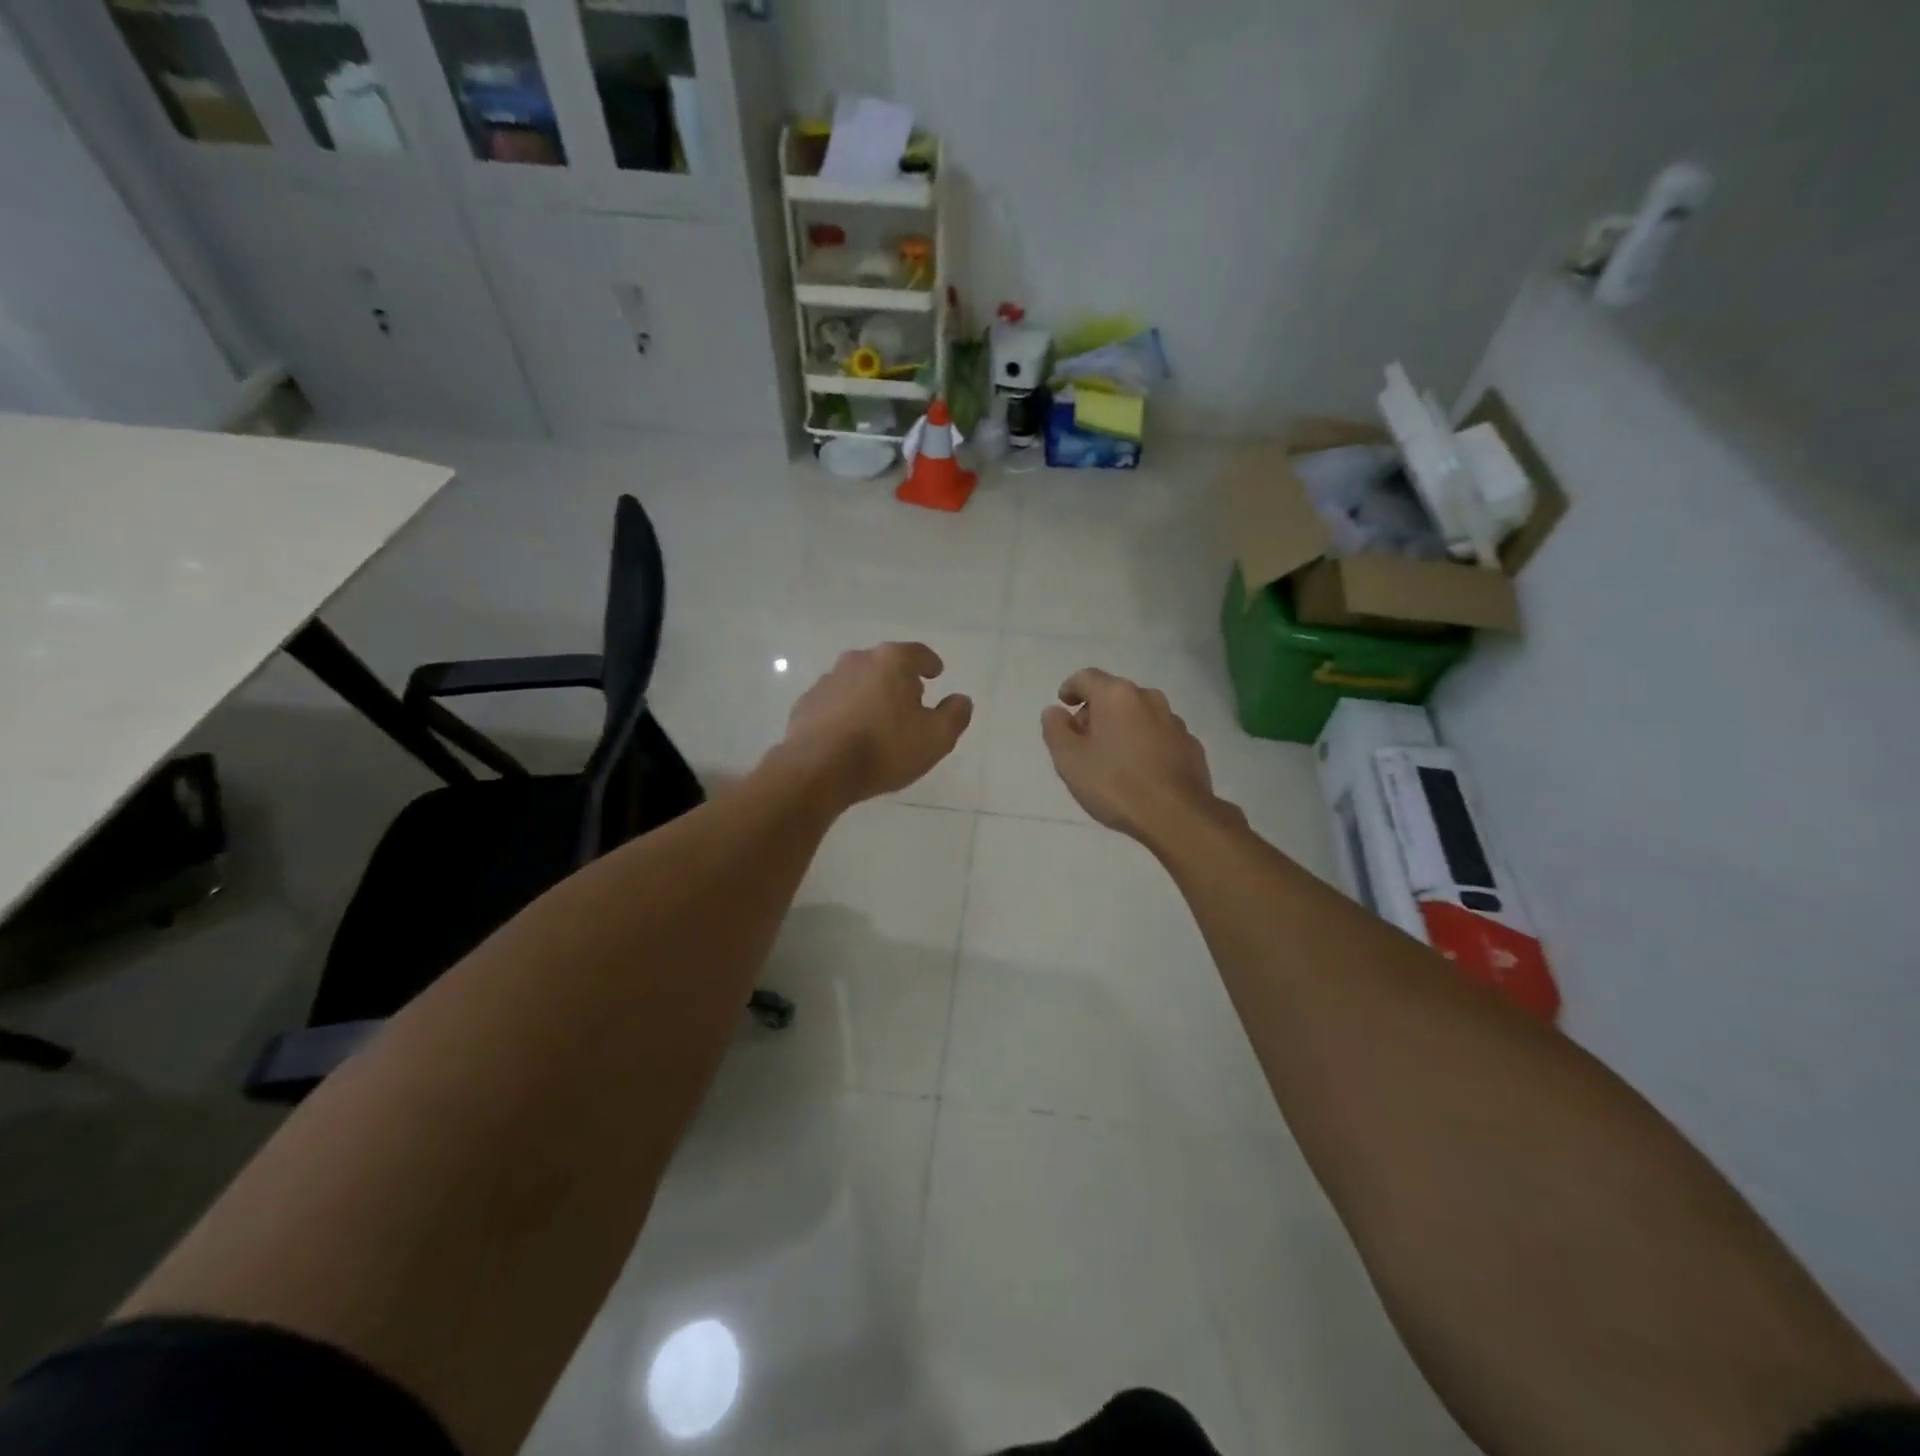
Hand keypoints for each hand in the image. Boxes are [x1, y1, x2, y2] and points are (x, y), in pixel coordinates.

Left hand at [778, 642, 972, 806]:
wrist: (818, 770)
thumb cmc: (884, 749)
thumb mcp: (936, 738)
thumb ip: (954, 715)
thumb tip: (960, 700)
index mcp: (892, 661)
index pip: (918, 653)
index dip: (930, 664)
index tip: (936, 673)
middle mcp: (857, 661)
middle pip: (885, 665)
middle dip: (898, 679)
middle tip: (909, 701)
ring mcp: (827, 681)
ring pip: (857, 682)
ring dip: (869, 695)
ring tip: (878, 722)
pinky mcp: (806, 704)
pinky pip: (835, 703)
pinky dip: (845, 712)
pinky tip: (850, 735)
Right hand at [1040, 669, 1226, 841]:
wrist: (1176, 816)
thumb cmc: (1115, 784)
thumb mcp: (1069, 760)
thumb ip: (1056, 730)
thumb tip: (1055, 711)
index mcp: (1116, 695)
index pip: (1086, 677)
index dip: (1070, 689)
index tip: (1064, 705)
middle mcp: (1148, 698)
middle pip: (1114, 695)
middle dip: (1096, 712)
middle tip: (1083, 741)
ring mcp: (1174, 721)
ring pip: (1139, 715)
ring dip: (1123, 727)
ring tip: (1113, 758)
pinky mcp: (1191, 745)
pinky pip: (1159, 736)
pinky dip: (1145, 744)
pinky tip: (1140, 771)